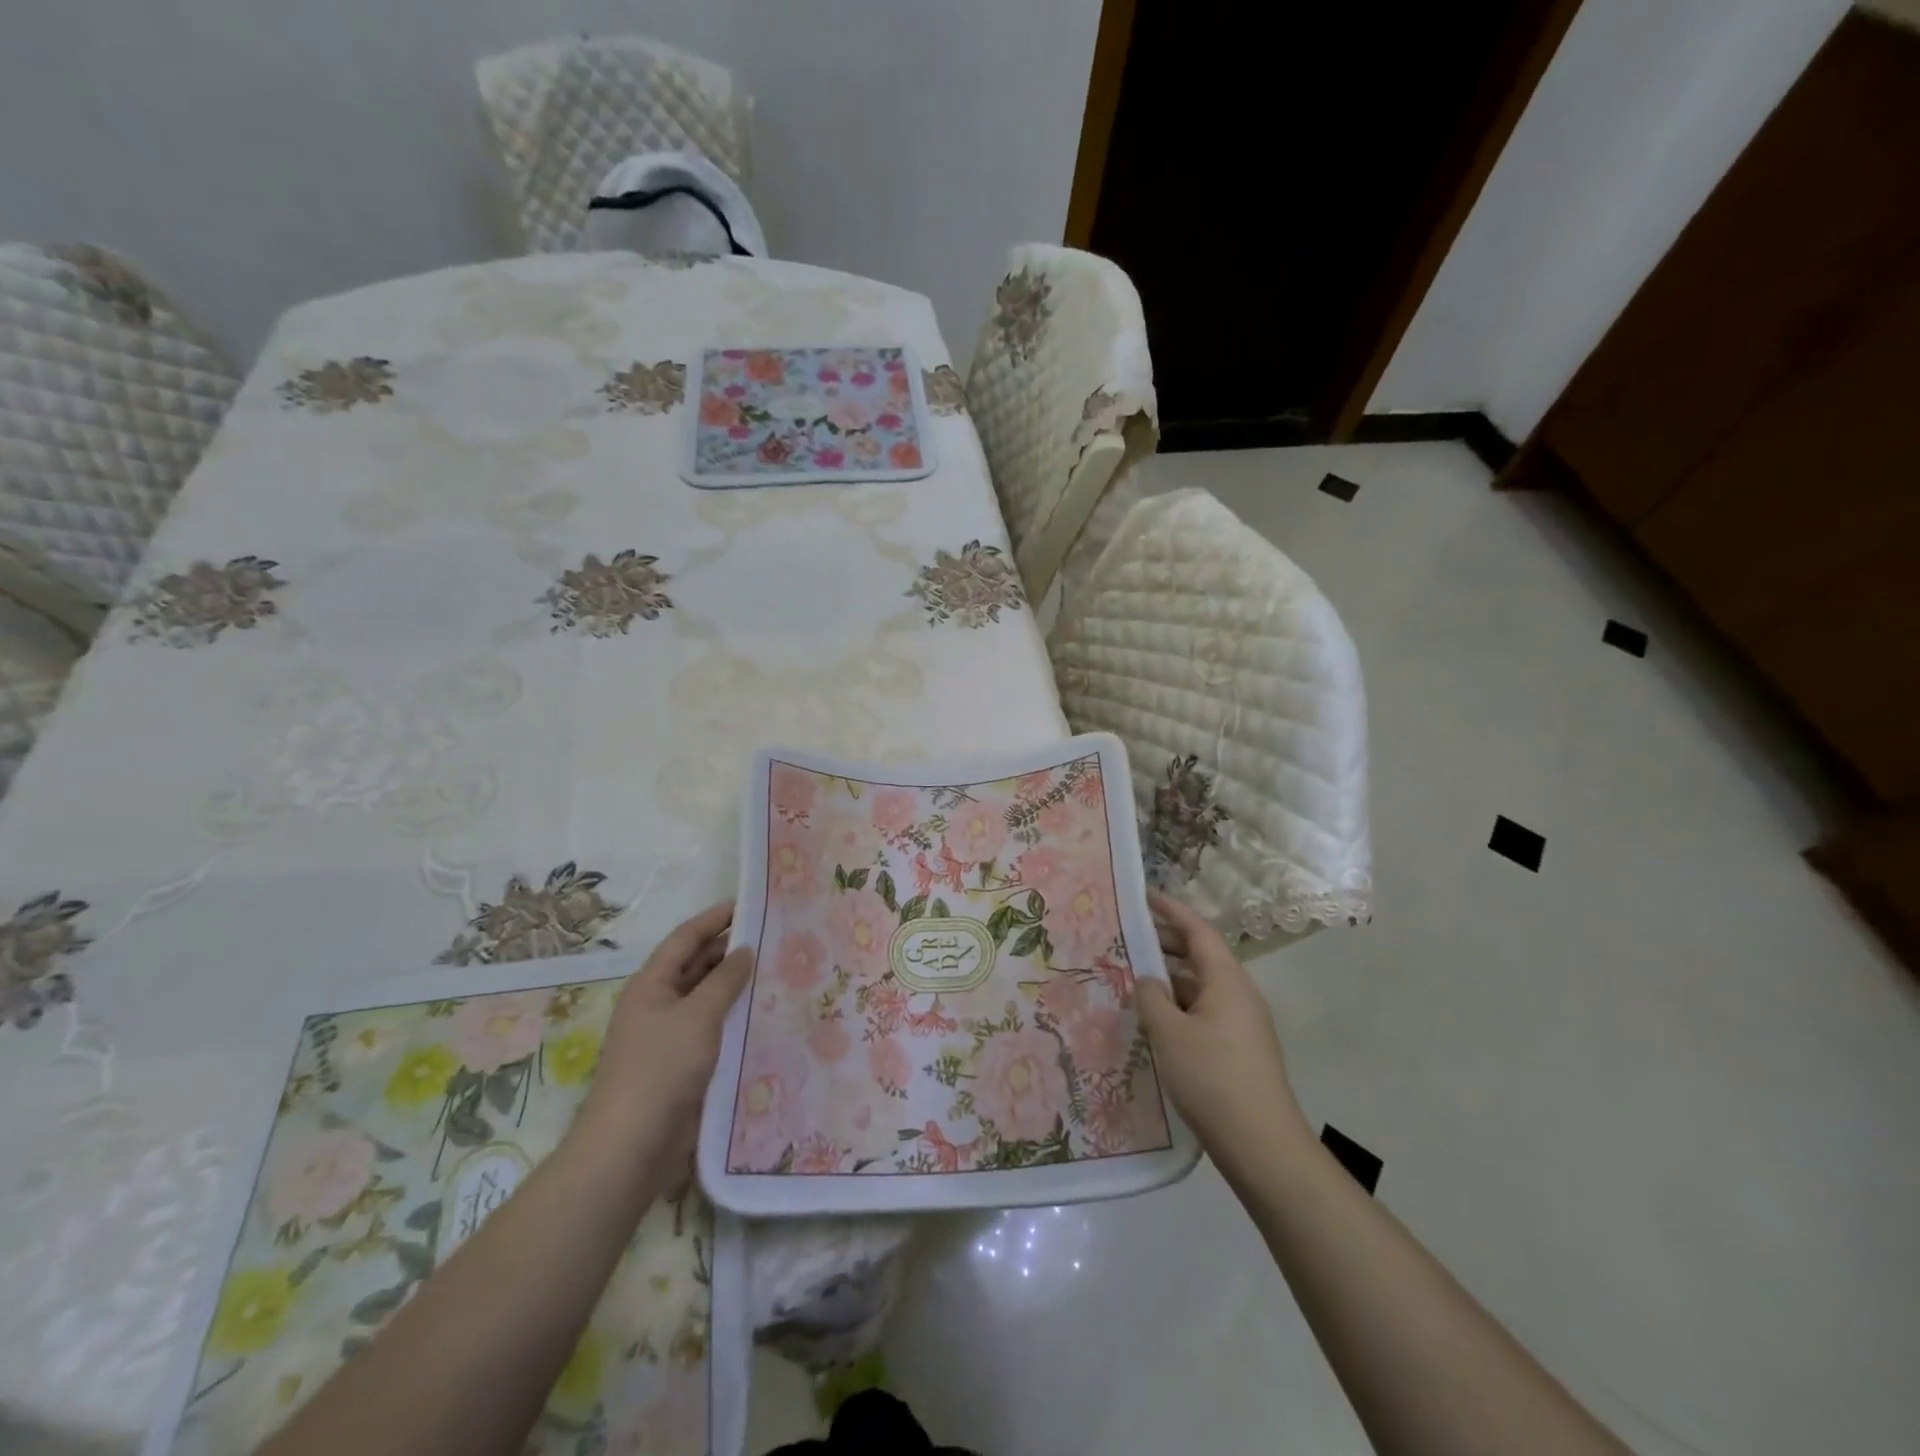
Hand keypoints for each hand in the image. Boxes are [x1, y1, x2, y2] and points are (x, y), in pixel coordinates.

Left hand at [572, 902, 752, 1175]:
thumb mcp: (698, 1016)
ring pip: (705, 997)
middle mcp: (657, 1004)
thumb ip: (725, 980)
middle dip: (729, 949)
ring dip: (734, 984)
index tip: (749, 903)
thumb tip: (745, 950)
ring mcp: (668, 1035)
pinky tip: (762, 1014)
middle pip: (695, 965)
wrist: (631, 1147)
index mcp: (651, 984)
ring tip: (776, 970)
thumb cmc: (661, 1069)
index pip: (686, 938)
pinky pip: (711, 1027)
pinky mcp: (681, 1064)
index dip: (716, 918)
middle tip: (772, 937)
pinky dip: (733, 1016)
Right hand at [1136, 890, 1310, 1177]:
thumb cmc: (1212, 1078)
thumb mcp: (1169, 1033)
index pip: (1198, 931)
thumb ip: (1151, 997)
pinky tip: (1156, 1022)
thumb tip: (1148, 980)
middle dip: (1167, 943)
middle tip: (1129, 938)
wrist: (1262, 1146)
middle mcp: (1239, 994)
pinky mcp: (1240, 1050)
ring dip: (1171, 979)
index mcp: (1227, 981)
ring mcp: (1243, 1024)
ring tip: (1134, 980)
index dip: (1171, 910)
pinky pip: (1205, 1012)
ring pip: (1202, 987)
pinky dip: (1179, 1006)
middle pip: (1201, 956)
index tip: (1145, 895)